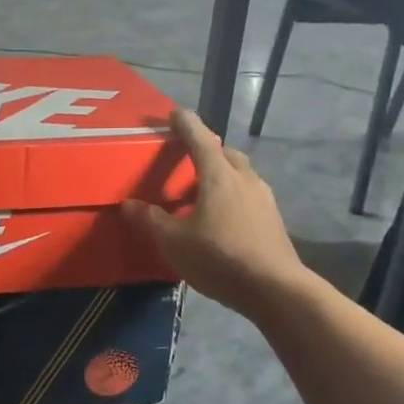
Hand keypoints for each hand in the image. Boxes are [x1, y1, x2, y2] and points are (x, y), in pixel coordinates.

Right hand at [122, 108, 307, 318]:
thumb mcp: (174, 242)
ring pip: (240, 175)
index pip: (200, 140)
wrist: (275, 289)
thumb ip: (150, 221)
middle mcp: (245, 179)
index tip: (175, 113)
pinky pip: (248, 196)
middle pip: (225, 154)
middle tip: (187, 158)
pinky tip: (220, 218)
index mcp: (219, 176)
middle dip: (207, 150)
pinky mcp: (273, 220)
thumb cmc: (220, 257)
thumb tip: (128, 205)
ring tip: (200, 193)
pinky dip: (232, 196)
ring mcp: (264, 199)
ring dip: (221, 175)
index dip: (186, 124)